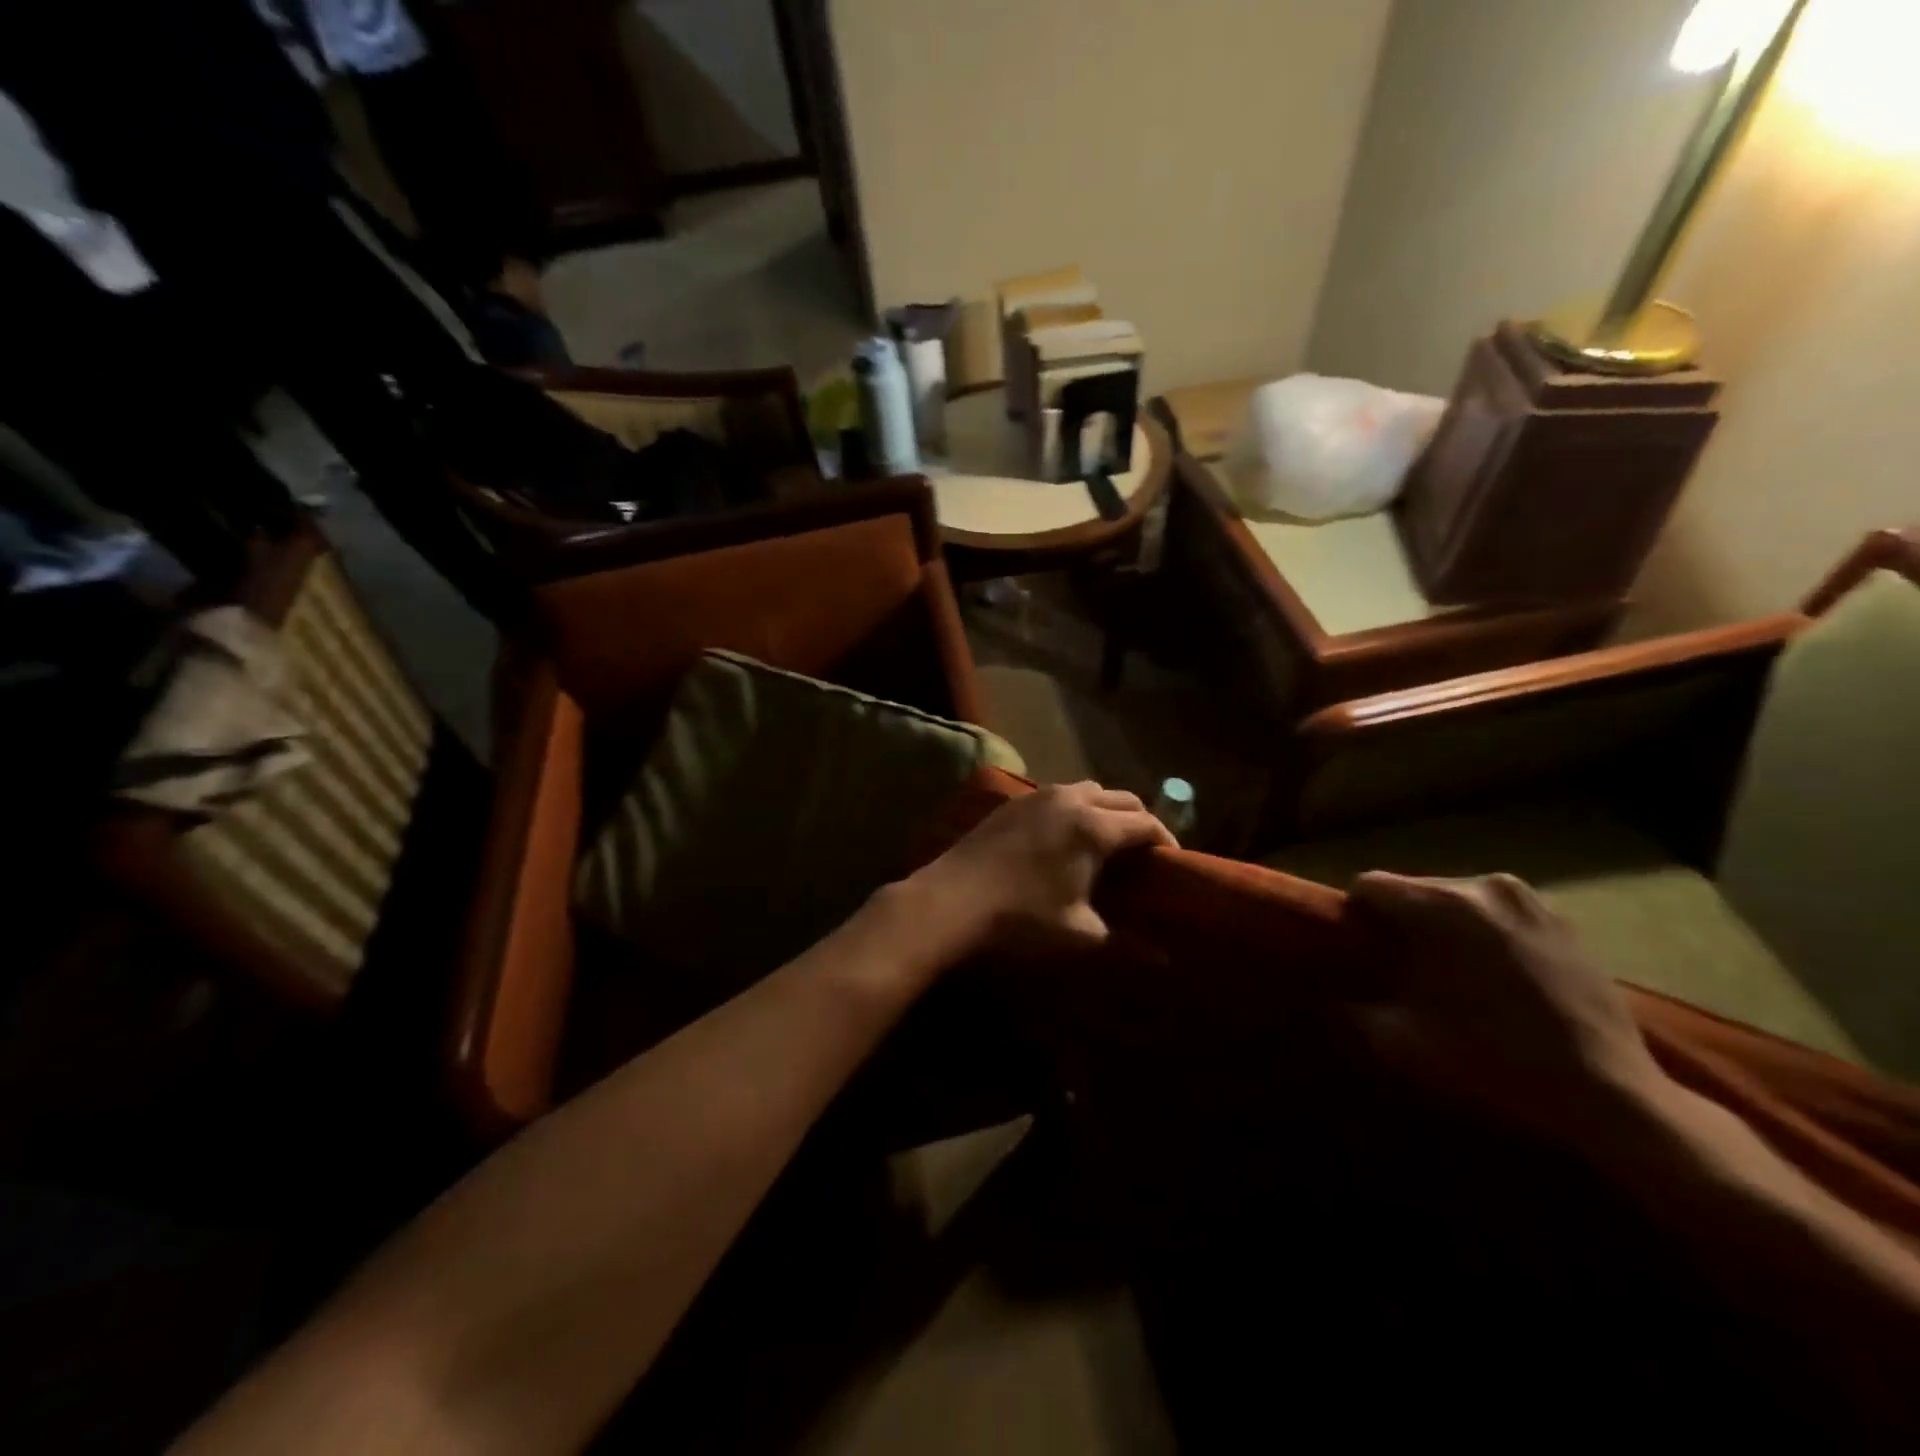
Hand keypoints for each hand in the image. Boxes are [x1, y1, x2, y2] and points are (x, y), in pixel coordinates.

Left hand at [903, 782, 1175, 959]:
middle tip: (1144, 854)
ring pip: (1088, 790)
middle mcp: (1070, 799)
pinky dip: (1076, 807)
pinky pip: (1059, 794)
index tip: (1172, 865)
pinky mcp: (1013, 802)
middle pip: (1122, 798)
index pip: (1145, 823)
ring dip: (1106, 809)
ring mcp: (1038, 795)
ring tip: (1107, 842)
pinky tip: (1066, 836)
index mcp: (1094, 826)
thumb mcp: (1079, 933)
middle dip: (1139, 821)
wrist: (950, 901)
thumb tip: (1166, 961)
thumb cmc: (1021, 918)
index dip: (1165, 842)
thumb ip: (1127, 944)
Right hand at [1349, 872, 1672, 1141]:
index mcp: (1439, 905)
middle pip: (1414, 888)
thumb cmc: (1494, 1061)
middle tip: (1405, 966)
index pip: (1369, 885)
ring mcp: (1529, 899)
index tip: (1362, 949)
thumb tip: (1327, 994)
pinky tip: (1497, 975)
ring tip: (1453, 971)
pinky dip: (1485, 933)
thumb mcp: (1402, 1040)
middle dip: (1402, 920)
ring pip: (1457, 898)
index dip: (1356, 915)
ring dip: (1444, 925)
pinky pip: (1498, 913)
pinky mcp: (1563, 919)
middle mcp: (1482, 886)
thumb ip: (1353, 1008)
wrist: (1609, 1095)